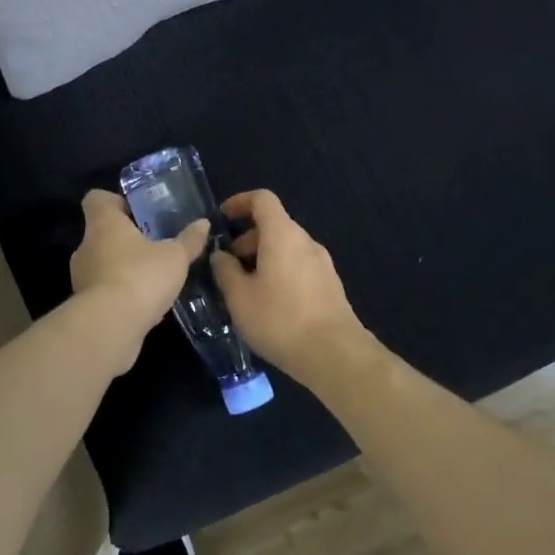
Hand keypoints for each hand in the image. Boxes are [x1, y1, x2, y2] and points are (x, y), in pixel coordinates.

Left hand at [70, 189, 208, 338]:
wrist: (110, 327)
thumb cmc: (141, 276)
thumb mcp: (175, 257)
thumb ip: (189, 240)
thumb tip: (203, 223)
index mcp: (104, 223)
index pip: (96, 198)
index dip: (115, 201)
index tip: (136, 211)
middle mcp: (86, 246)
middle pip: (102, 232)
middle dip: (126, 238)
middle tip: (154, 244)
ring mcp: (82, 277)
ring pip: (103, 263)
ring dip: (124, 267)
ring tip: (153, 276)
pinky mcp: (85, 305)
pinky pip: (105, 290)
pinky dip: (121, 292)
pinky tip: (145, 303)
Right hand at [211, 189, 370, 382]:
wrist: (334, 354)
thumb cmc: (280, 320)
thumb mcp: (240, 297)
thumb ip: (225, 271)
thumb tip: (220, 255)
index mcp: (282, 235)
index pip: (262, 199)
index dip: (239, 202)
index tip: (222, 218)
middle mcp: (305, 241)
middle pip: (274, 225)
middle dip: (247, 239)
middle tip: (228, 266)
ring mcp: (322, 263)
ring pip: (286, 247)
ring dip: (262, 258)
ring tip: (245, 290)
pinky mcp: (329, 284)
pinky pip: (298, 265)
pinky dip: (279, 271)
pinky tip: (269, 303)